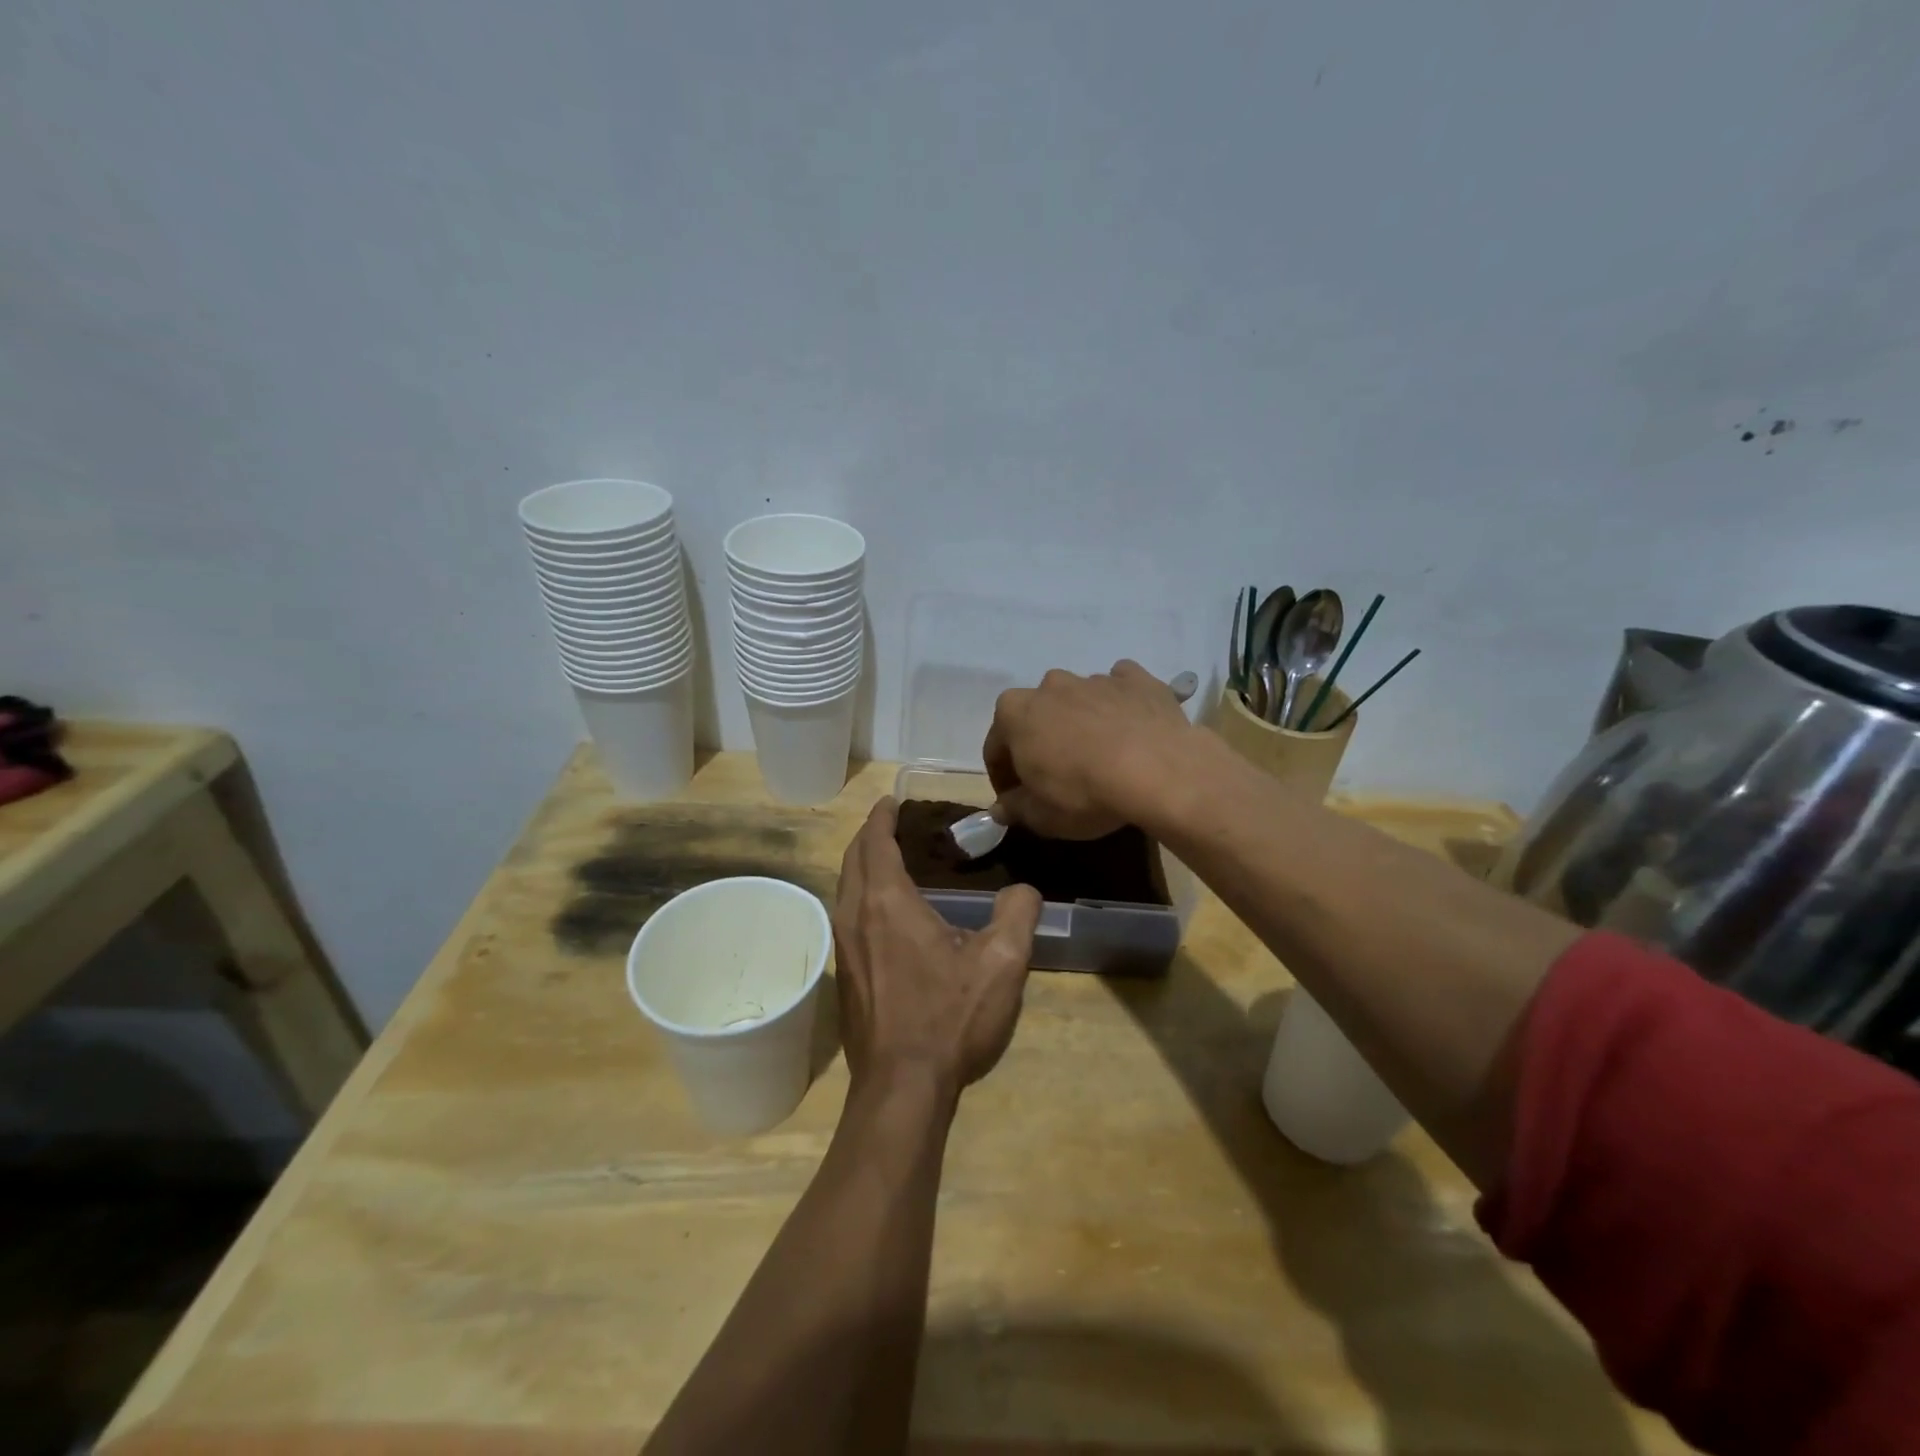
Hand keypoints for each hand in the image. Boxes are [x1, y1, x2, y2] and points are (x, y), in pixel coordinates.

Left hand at [833, 798, 1043, 1095]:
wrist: (901, 1088)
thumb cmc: (949, 1018)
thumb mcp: (1001, 963)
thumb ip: (1017, 915)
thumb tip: (1024, 889)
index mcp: (887, 903)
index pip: (875, 843)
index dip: (881, 817)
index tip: (890, 800)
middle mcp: (855, 917)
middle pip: (853, 861)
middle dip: (868, 836)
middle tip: (891, 823)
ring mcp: (844, 949)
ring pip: (845, 889)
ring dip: (861, 866)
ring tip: (888, 859)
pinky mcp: (845, 976)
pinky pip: (847, 916)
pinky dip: (861, 895)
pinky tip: (885, 912)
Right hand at [983, 660, 1196, 838]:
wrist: (1158, 770)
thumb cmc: (1085, 793)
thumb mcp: (1041, 816)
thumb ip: (1015, 809)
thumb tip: (1000, 808)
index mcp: (1014, 713)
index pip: (996, 747)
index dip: (1002, 776)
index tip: (1015, 799)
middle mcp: (1050, 686)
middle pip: (1037, 716)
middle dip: (1040, 742)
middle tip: (1056, 776)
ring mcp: (1094, 678)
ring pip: (1078, 700)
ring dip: (1080, 723)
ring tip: (1099, 756)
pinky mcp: (1136, 679)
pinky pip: (1120, 688)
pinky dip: (1119, 705)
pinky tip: (1130, 728)